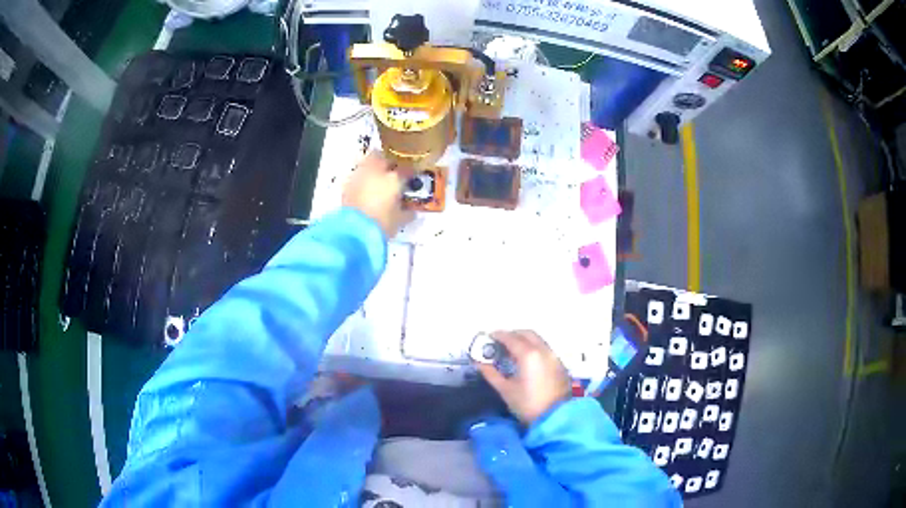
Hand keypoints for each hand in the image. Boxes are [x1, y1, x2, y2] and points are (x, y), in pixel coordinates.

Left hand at [342, 151, 412, 236]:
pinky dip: (361, 180)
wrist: (355, 232)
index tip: (411, 180)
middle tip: (390, 173)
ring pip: (366, 164)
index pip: (406, 170)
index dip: (410, 174)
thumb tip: (410, 210)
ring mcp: (359, 176)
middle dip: (386, 162)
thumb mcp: (400, 220)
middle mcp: (376, 171)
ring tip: (376, 181)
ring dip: (371, 169)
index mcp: (394, 178)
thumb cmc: (383, 224)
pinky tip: (364, 190)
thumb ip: (407, 212)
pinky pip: (357, 177)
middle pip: (381, 157)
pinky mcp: (346, 186)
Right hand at [476, 330, 571, 424]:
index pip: (511, 338)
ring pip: (537, 340)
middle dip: (512, 335)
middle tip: (499, 343)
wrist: (555, 418)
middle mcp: (543, 350)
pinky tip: (525, 360)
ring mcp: (554, 356)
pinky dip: (533, 347)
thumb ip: (490, 372)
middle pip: (526, 334)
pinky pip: (544, 348)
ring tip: (511, 352)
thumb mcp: (505, 389)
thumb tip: (478, 361)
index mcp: (529, 354)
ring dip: (524, 340)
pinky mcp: (560, 364)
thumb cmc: (527, 404)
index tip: (487, 338)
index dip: (497, 336)